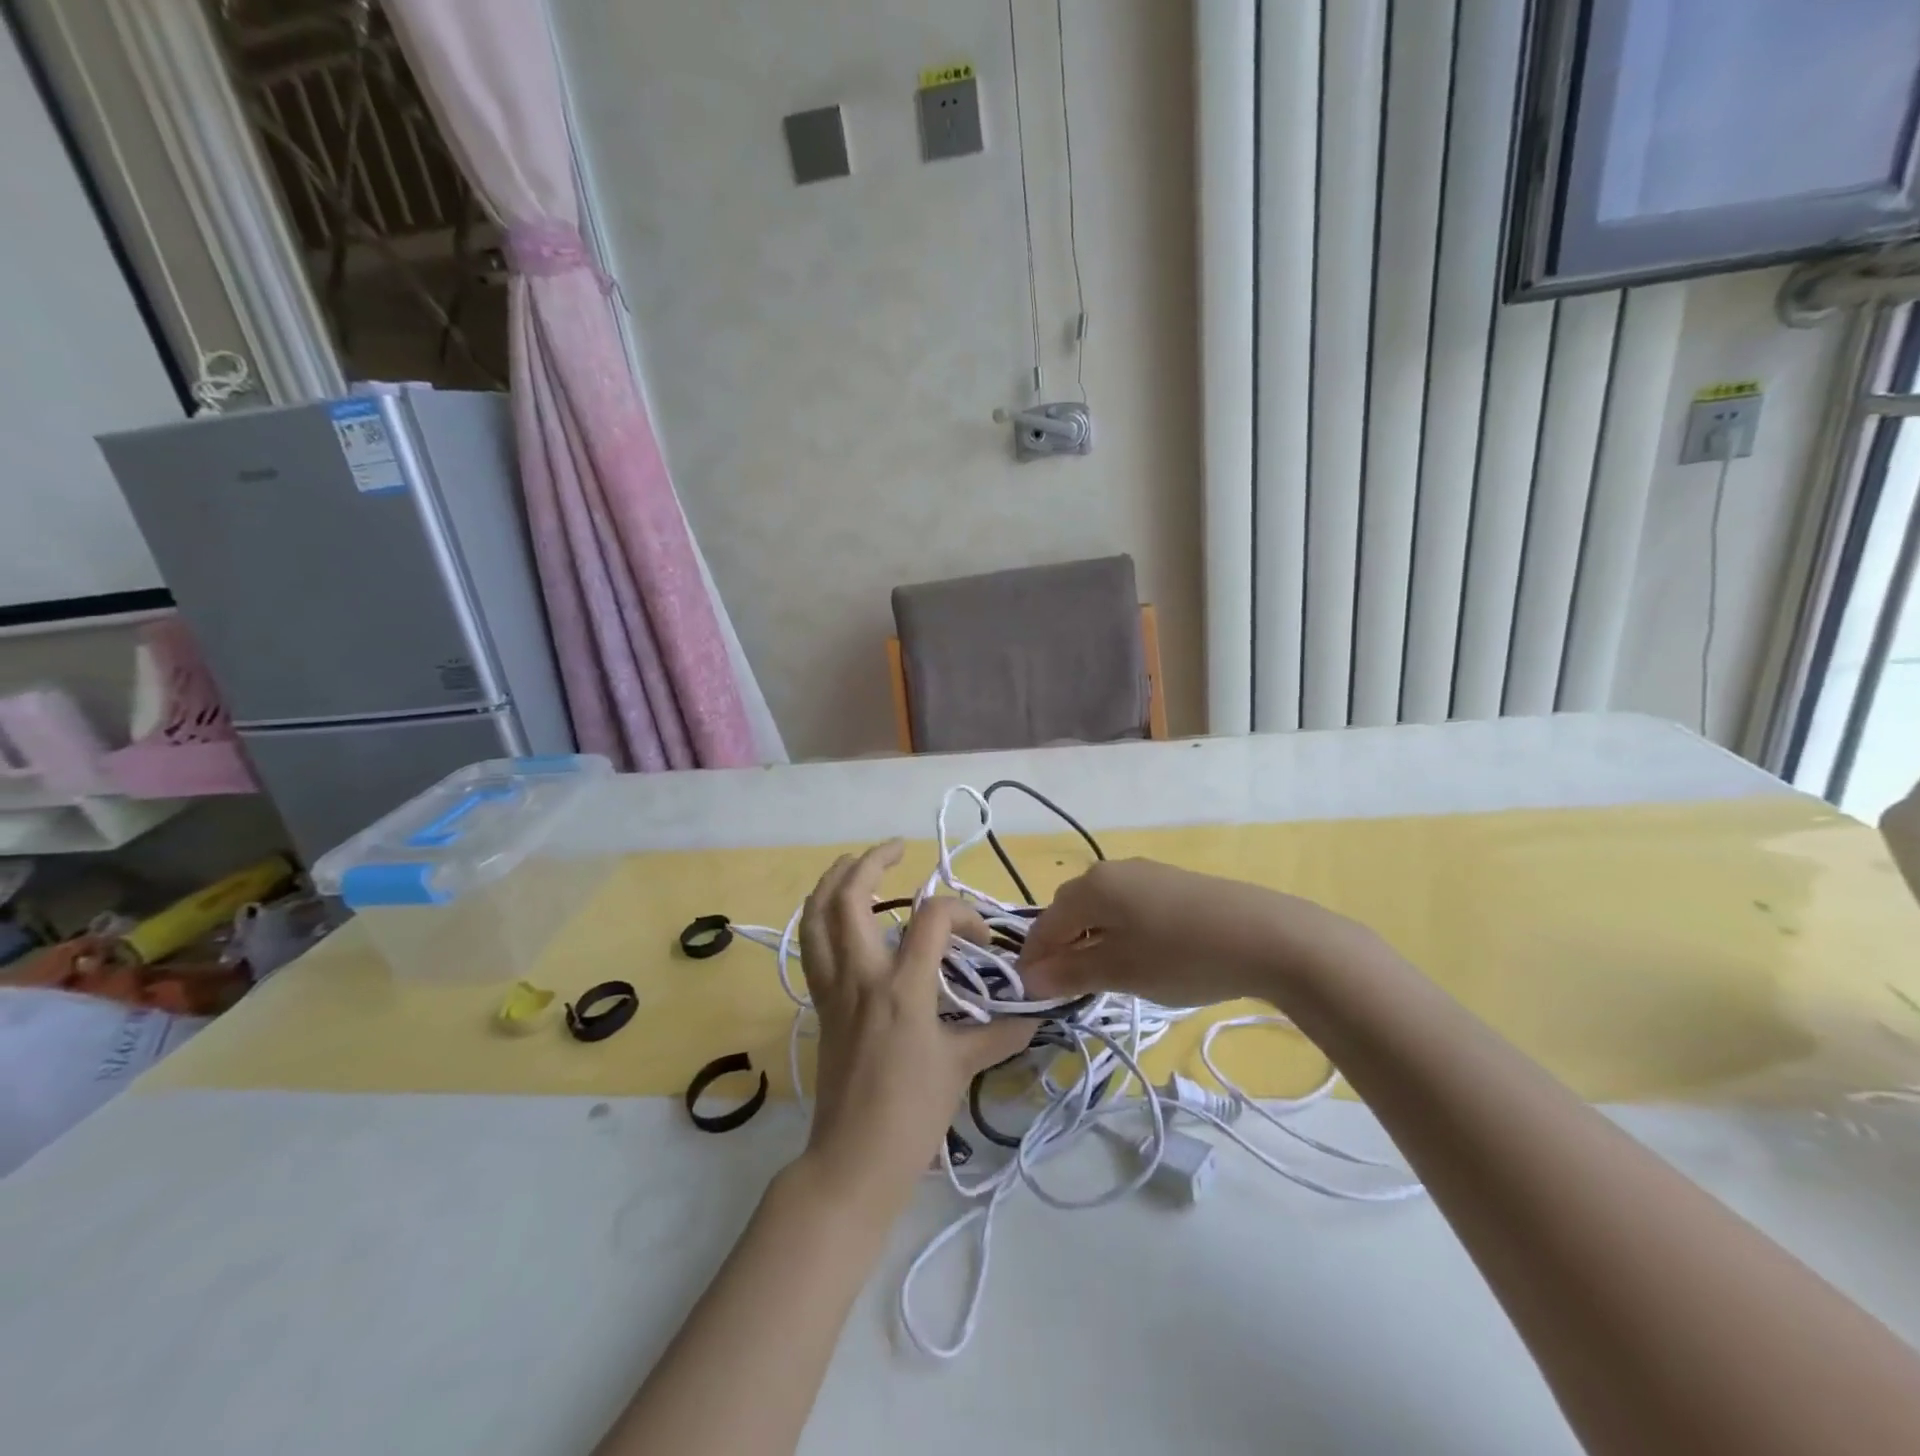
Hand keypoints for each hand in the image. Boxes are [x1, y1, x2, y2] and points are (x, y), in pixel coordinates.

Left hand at [796, 841, 1032, 1213]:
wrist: (854, 1160)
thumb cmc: (912, 1114)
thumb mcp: (962, 1068)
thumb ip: (1000, 1033)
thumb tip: (1035, 1014)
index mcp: (902, 988)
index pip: (931, 918)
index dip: (962, 914)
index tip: (981, 941)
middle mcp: (860, 977)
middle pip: (849, 898)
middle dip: (871, 862)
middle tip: (897, 849)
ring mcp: (833, 989)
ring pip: (815, 917)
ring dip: (832, 881)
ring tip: (854, 862)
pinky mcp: (821, 1004)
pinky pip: (812, 946)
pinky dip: (820, 917)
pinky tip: (838, 913)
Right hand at [1017, 859, 1380, 1007]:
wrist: (1268, 936)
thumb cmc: (1183, 956)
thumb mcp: (1121, 971)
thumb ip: (1070, 973)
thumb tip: (1028, 979)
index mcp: (1092, 887)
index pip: (1045, 925)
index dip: (1033, 961)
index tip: (1031, 996)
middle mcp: (1112, 870)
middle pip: (1070, 910)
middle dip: (1061, 948)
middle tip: (1067, 988)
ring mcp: (1146, 872)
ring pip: (1101, 907)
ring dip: (1091, 939)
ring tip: (1105, 975)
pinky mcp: (1174, 882)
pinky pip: (1129, 905)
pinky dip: (1120, 930)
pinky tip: (1141, 955)